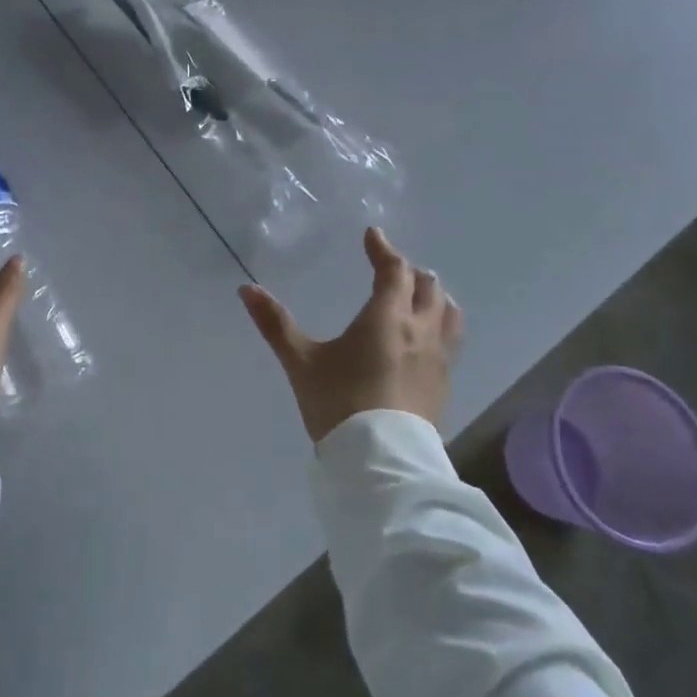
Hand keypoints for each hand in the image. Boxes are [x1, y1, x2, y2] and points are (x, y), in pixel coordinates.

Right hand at [239, 227, 462, 442]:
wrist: (379, 461)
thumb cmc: (338, 402)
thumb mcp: (300, 361)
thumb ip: (275, 323)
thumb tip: (246, 289)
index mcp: (387, 317)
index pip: (394, 270)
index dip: (383, 249)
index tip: (371, 235)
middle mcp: (420, 330)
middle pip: (428, 287)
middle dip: (409, 271)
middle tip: (390, 268)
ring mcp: (438, 359)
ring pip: (449, 313)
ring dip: (434, 296)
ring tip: (419, 296)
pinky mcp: (444, 384)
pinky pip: (451, 340)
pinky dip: (441, 325)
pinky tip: (425, 339)